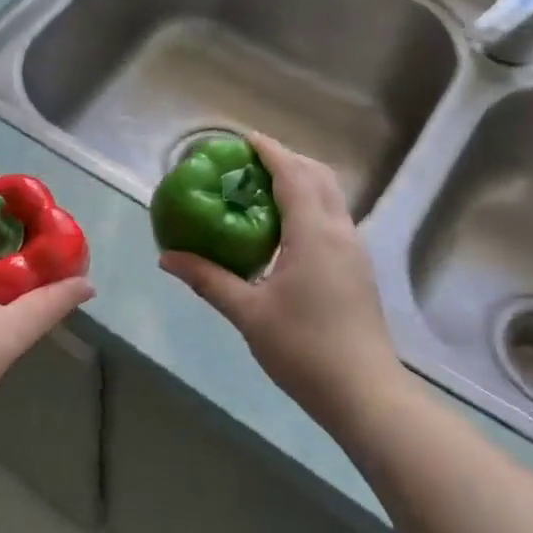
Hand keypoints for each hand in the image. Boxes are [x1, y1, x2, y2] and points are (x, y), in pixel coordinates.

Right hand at [159, 133, 404, 428]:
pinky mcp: (357, 268)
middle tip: (248, 163)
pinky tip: (284, 228)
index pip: (293, 175)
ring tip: (262, 189)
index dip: (270, 151)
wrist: (365, 394)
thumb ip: (208, 279)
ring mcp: (354, 250)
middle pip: (318, 176)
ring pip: (330, 196)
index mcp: (313, 233)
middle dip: (286, 160)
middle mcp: (339, 231)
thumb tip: (167, 258)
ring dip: (301, 181)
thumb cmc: (304, 349)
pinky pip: (333, 217)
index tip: (243, 138)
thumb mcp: (248, 313)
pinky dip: (310, 204)